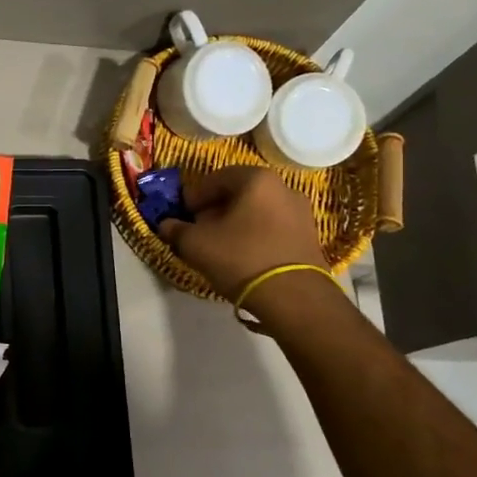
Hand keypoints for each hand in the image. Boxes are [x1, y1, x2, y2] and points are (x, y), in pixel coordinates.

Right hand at [160, 166, 327, 301]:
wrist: (294, 297)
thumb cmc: (241, 258)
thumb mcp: (195, 244)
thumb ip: (176, 230)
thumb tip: (166, 225)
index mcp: (256, 179)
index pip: (216, 178)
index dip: (194, 196)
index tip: (183, 215)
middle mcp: (284, 188)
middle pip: (239, 193)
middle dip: (215, 209)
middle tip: (199, 229)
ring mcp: (302, 212)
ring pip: (257, 211)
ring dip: (236, 223)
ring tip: (220, 246)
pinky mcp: (310, 237)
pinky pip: (273, 228)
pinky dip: (256, 235)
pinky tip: (244, 257)